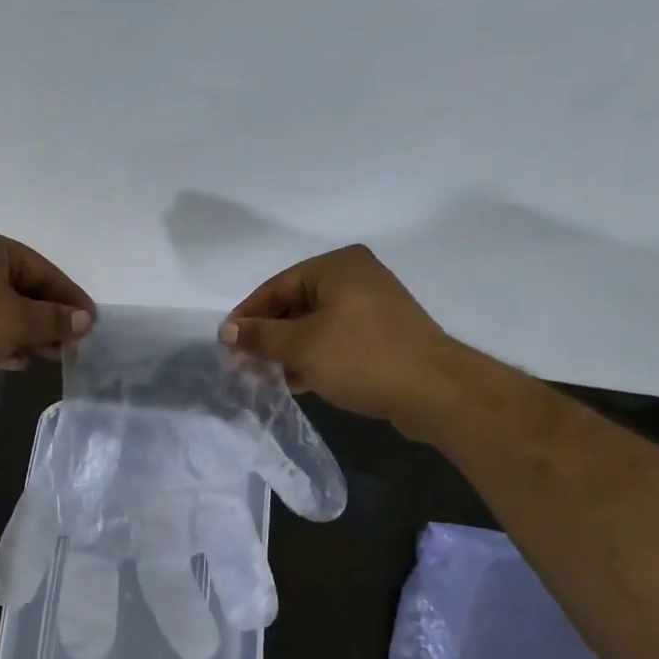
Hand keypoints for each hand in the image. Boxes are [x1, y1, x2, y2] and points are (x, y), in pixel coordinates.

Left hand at [0, 229, 93, 399]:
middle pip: (24, 290)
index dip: (69, 296)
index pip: (42, 269)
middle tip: (74, 344)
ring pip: (4, 312)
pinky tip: (20, 362)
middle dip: (49, 319)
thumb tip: (85, 319)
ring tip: (53, 356)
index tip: (91, 321)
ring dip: (30, 334)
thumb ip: (54, 319)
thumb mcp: (17, 320)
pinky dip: (4, 343)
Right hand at [221, 245, 466, 436]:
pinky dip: (314, 357)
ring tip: (270, 379)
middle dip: (268, 338)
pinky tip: (300, 382)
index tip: (225, 345)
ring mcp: (371, 306)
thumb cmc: (361, 358)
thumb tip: (226, 331)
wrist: (433, 392)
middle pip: (294, 304)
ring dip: (289, 351)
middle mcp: (355, 277)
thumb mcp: (301, 346)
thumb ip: (259, 336)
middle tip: (245, 366)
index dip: (247, 316)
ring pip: (313, 325)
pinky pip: (335, 339)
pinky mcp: (381, 334)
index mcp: (337, 266)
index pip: (276, 286)